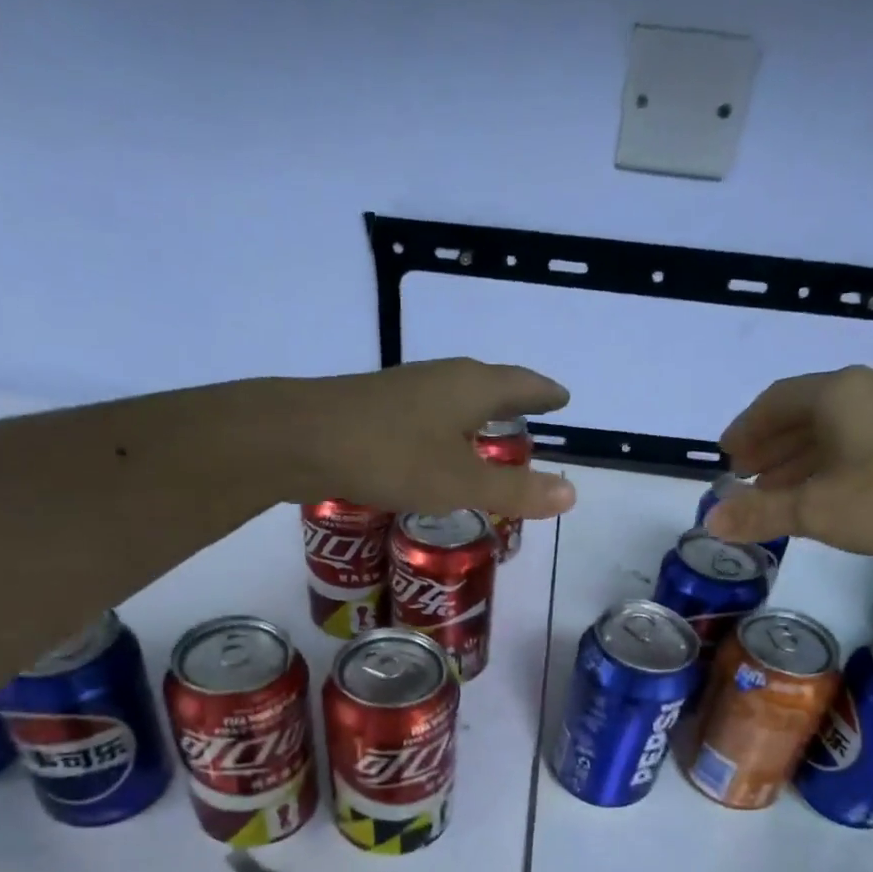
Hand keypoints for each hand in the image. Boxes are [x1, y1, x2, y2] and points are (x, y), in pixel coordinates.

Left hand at [274, 359, 575, 517]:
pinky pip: (430, 414)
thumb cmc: (391, 456)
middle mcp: (441, 378)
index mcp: (471, 387)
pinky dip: (448, 428)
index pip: (522, 384)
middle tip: (532, 417)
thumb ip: (515, 490)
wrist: (299, 439)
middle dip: (513, 401)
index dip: (545, 394)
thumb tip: (572, 493)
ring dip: (478, 414)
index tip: (563, 398)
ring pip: (456, 398)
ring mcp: (406, 389)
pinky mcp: (377, 408)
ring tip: (490, 435)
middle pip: (489, 384)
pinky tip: (437, 448)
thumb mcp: (460, 483)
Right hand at [703, 366, 872, 557]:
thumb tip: (710, 521)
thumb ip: (760, 513)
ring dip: (800, 458)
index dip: (746, 428)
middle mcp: (870, 392)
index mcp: (838, 393)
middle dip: (771, 445)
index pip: (776, 401)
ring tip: (777, 489)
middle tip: (746, 475)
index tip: (727, 455)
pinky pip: (861, 444)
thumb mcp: (815, 509)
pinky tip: (828, 494)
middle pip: (806, 413)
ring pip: (836, 431)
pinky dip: (832, 465)